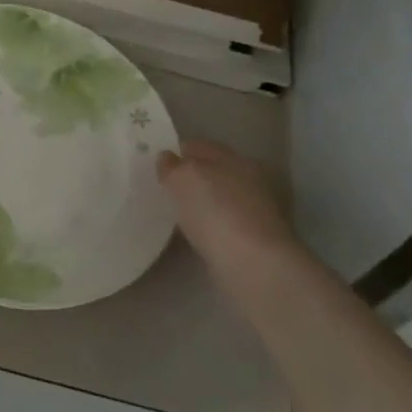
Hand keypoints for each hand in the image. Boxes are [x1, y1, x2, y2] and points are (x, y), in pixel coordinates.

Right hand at [156, 139, 295, 264]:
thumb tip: (166, 158)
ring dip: (202, 203)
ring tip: (176, 212)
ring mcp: (255, 211)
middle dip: (191, 177)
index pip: (200, 146)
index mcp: (233, 158)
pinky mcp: (255, 241)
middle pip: (213, 171)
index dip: (177, 151)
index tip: (157, 163)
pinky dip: (210, 226)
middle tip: (164, 188)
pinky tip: (195, 234)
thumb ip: (172, 166)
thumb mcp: (182, 179)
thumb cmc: (215, 212)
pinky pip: (223, 224)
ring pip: (219, 198)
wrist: (254, 265)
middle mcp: (249, 179)